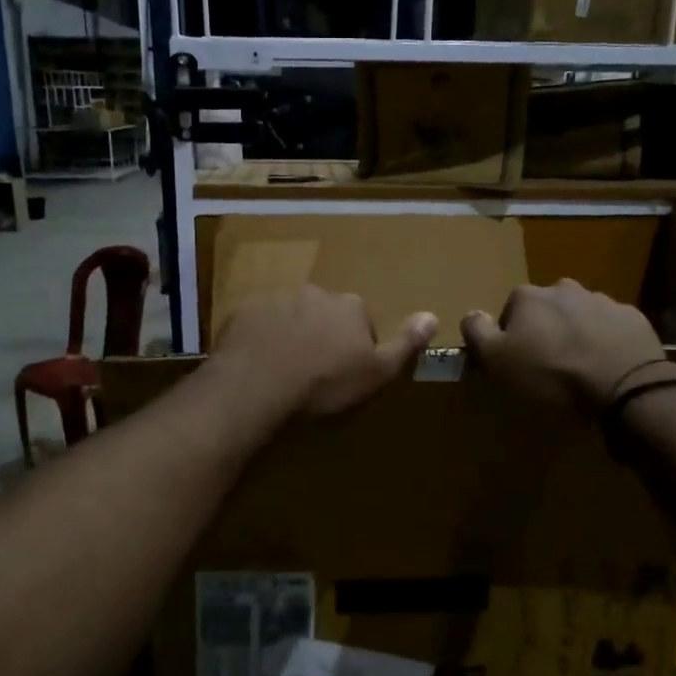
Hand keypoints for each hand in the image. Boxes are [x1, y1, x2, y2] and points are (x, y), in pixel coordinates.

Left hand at [212, 285, 436, 417]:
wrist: (258, 383)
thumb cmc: (324, 382)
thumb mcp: (376, 371)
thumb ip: (406, 343)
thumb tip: (432, 316)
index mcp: (350, 306)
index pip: (361, 320)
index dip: (356, 346)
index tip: (346, 371)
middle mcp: (315, 292)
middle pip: (325, 313)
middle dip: (322, 334)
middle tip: (314, 370)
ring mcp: (276, 298)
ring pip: (290, 314)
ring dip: (290, 333)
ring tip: (284, 369)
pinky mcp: (243, 311)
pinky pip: (258, 321)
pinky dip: (260, 336)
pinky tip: (258, 362)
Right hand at [460, 279, 675, 411]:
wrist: (624, 387)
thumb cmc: (551, 375)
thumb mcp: (498, 360)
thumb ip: (478, 332)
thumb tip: (471, 314)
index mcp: (529, 296)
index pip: (509, 310)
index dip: (510, 336)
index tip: (516, 361)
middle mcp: (564, 288)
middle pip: (546, 309)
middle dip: (545, 330)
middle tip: (548, 365)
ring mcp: (602, 301)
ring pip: (579, 316)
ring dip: (575, 334)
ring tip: (579, 368)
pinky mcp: (632, 318)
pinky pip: (610, 328)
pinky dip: (605, 342)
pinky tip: (605, 366)